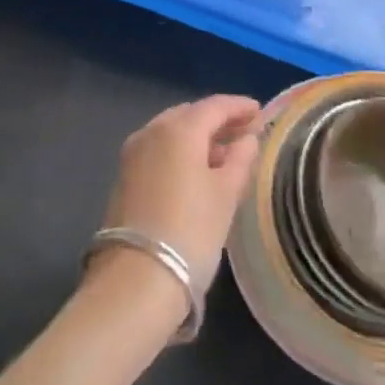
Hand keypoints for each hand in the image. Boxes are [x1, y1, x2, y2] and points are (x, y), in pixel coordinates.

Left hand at [93, 95, 262, 300]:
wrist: (136, 278)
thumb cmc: (191, 230)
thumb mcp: (226, 194)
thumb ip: (240, 159)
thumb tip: (247, 139)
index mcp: (179, 129)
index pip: (214, 106)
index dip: (239, 106)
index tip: (259, 111)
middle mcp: (152, 132)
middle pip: (190, 115)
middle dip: (217, 121)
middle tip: (244, 132)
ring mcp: (133, 154)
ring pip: (171, 133)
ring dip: (198, 138)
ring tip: (225, 155)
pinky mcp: (124, 177)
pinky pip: (159, 151)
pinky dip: (180, 153)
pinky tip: (197, 172)